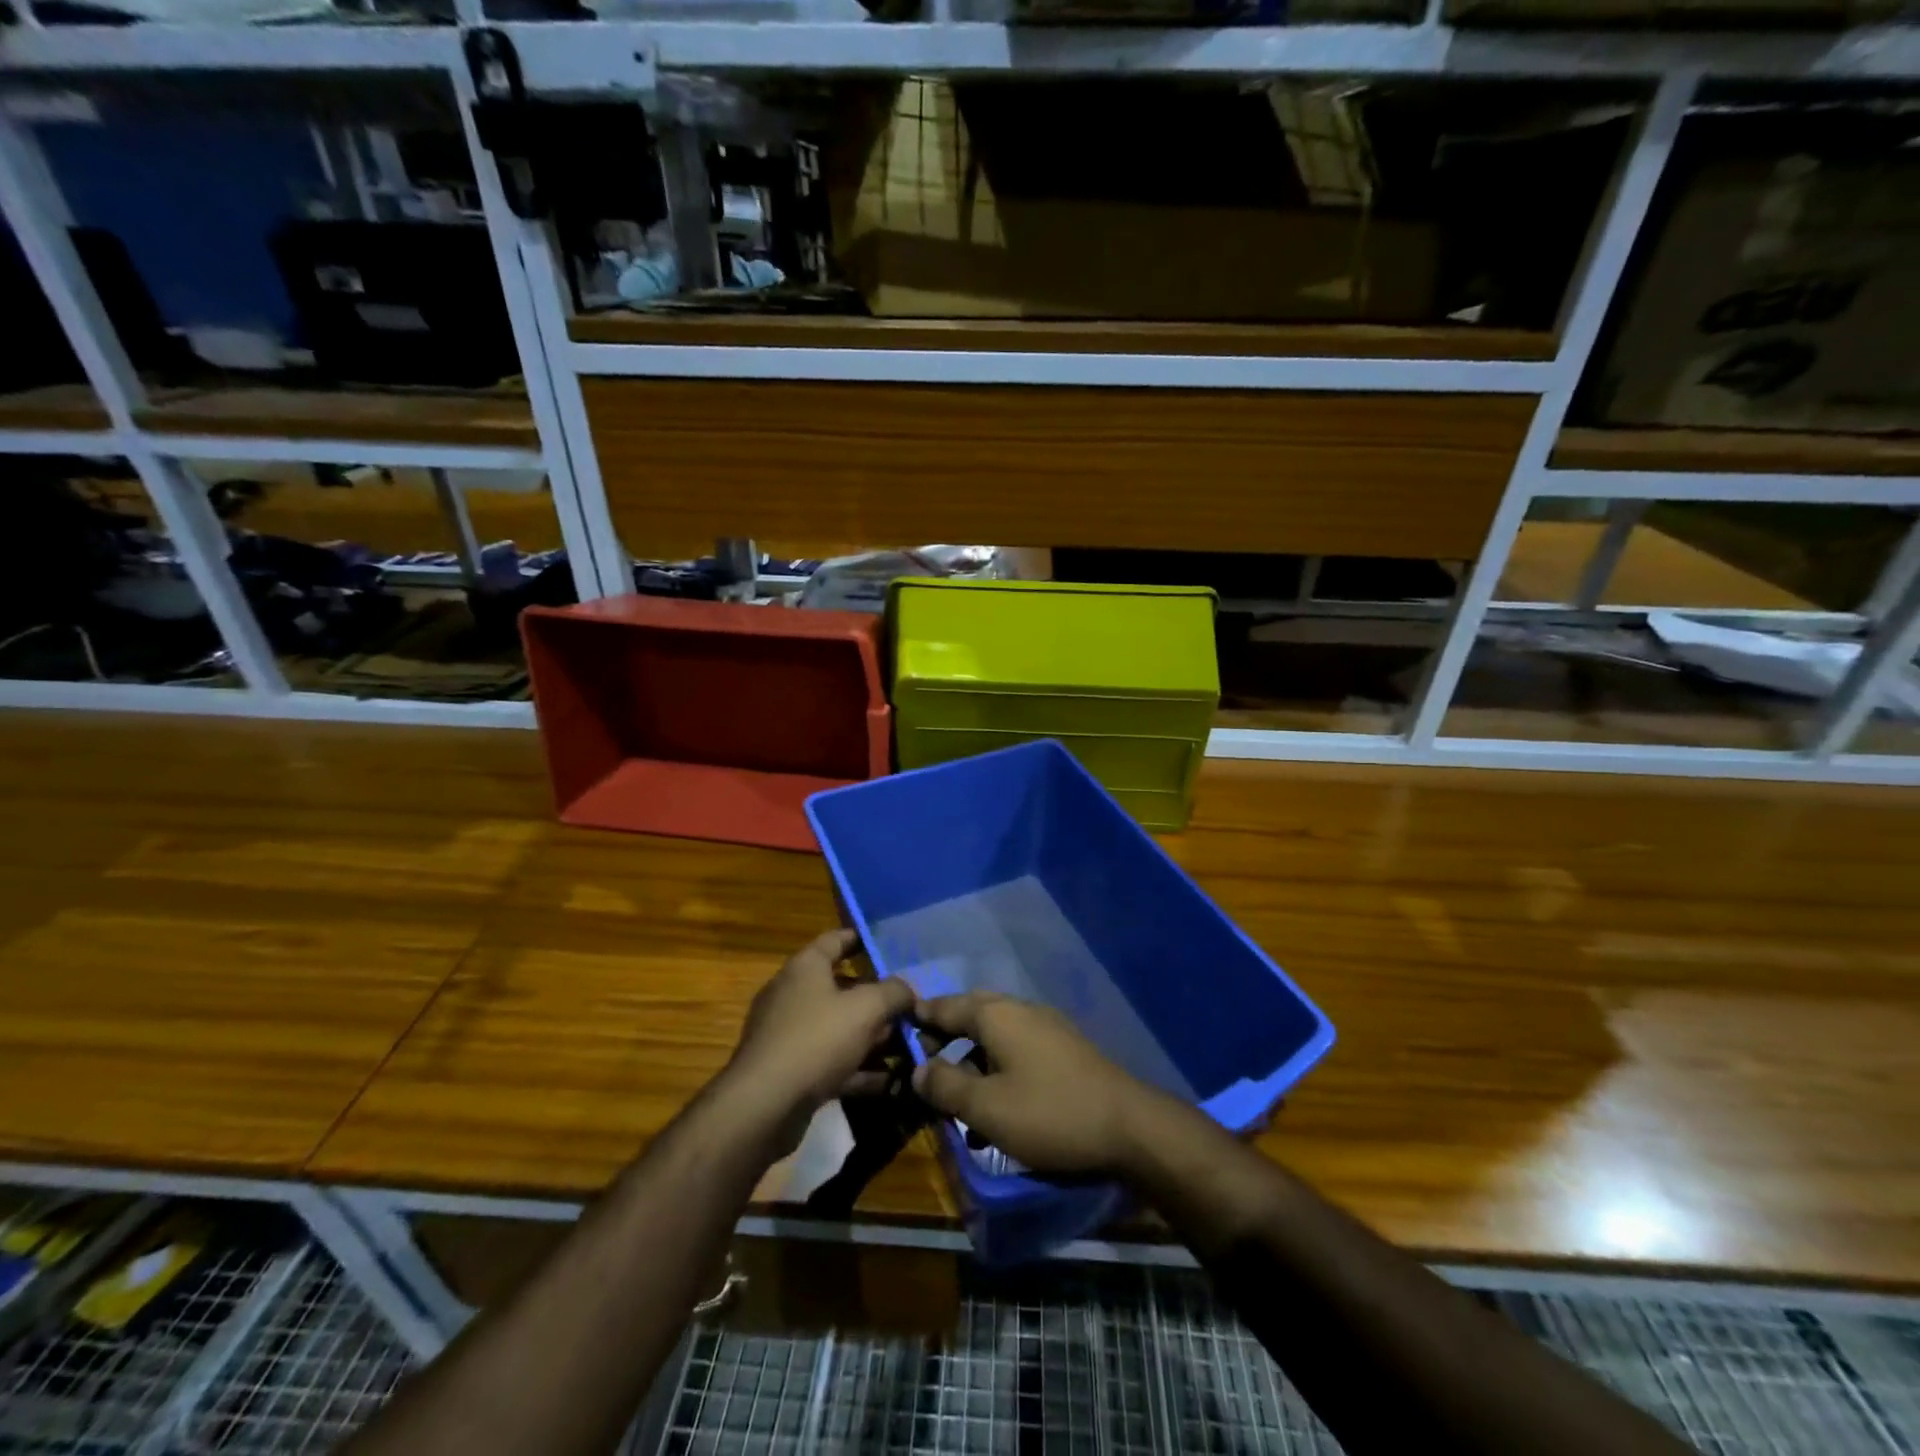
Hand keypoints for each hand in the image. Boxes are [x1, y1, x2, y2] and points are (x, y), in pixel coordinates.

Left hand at [719, 929, 914, 1149]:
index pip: (836, 940)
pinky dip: (859, 1069)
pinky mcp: (790, 1073)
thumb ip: (894, 993)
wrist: (764, 1106)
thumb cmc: (817, 1039)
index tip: (888, 944)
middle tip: (910, 1006)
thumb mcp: (867, 1008)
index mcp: (805, 968)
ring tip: (908, 1047)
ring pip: (839, 1029)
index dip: (862, 939)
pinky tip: (890, 1082)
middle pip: (842, 988)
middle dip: (877, 998)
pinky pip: (832, 1063)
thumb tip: (907, 989)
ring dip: (873, 1038)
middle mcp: (793, 995)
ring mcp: (789, 1036)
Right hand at [910, 992, 1177, 1177]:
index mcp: (997, 1015)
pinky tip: (997, 1113)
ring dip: (972, 1065)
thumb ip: (946, 1087)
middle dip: (946, 1041)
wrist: (1128, 1127)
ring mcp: (1046, 1028)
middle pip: (971, 1017)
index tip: (897, 1031)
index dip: (920, 1019)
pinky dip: (999, 1073)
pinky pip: (1018, 1053)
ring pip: (995, 1038)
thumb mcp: (986, 1108)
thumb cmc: (1049, 1113)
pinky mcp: (1064, 1051)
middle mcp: (1020, 1011)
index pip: (946, 1006)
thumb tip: (919, 1069)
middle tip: (925, 1068)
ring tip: (958, 1104)